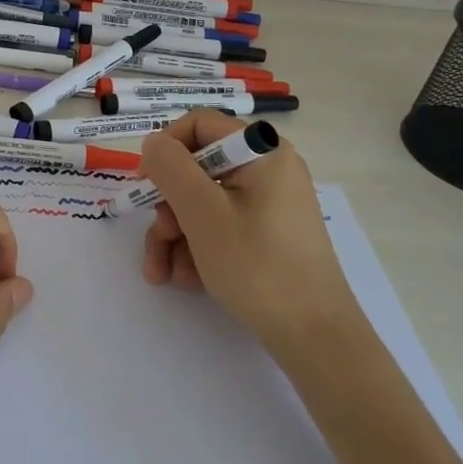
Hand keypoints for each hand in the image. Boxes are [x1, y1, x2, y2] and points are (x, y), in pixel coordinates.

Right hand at [139, 112, 359, 351]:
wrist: (316, 339)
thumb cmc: (257, 266)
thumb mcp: (202, 213)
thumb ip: (171, 167)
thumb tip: (154, 142)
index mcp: (261, 152)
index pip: (199, 125)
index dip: (165, 149)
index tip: (145, 184)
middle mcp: (269, 170)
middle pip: (198, 170)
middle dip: (168, 207)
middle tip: (157, 239)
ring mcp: (270, 204)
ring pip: (204, 203)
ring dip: (175, 235)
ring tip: (164, 273)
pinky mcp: (269, 234)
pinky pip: (222, 226)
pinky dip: (198, 248)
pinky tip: (187, 280)